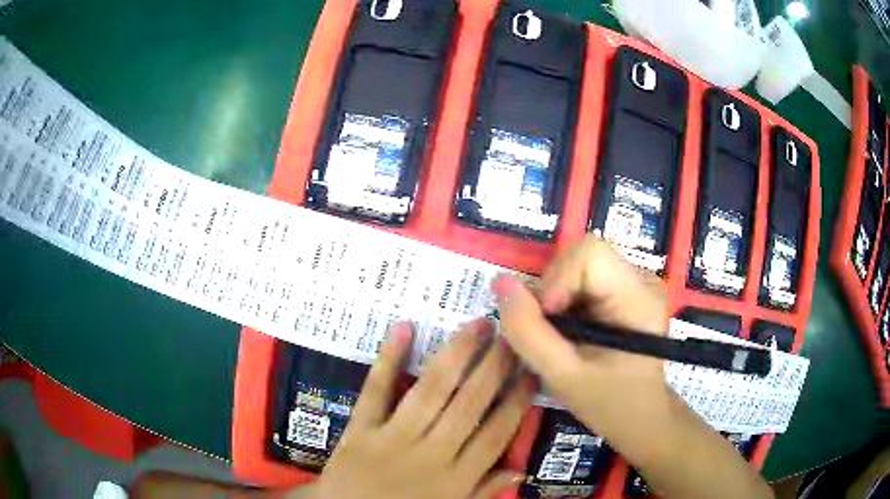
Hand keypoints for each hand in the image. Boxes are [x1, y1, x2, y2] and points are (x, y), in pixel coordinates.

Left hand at [304, 320, 534, 498]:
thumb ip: (483, 492)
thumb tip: (520, 471)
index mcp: (455, 479)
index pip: (495, 434)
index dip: (517, 401)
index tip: (533, 370)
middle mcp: (430, 455)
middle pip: (468, 406)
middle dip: (494, 367)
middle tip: (511, 333)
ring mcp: (392, 440)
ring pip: (430, 392)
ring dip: (456, 355)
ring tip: (479, 325)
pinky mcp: (360, 430)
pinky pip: (376, 392)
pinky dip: (389, 359)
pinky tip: (405, 328)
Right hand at [492, 235, 671, 444]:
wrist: (640, 417)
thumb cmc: (610, 404)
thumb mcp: (563, 376)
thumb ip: (528, 332)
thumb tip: (500, 282)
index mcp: (638, 297)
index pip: (590, 253)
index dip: (558, 279)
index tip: (549, 319)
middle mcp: (641, 279)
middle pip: (581, 257)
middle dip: (553, 292)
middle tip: (550, 334)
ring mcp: (634, 282)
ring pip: (577, 267)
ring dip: (556, 298)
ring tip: (560, 337)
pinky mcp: (624, 290)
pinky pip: (582, 279)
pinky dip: (564, 302)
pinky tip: (571, 331)